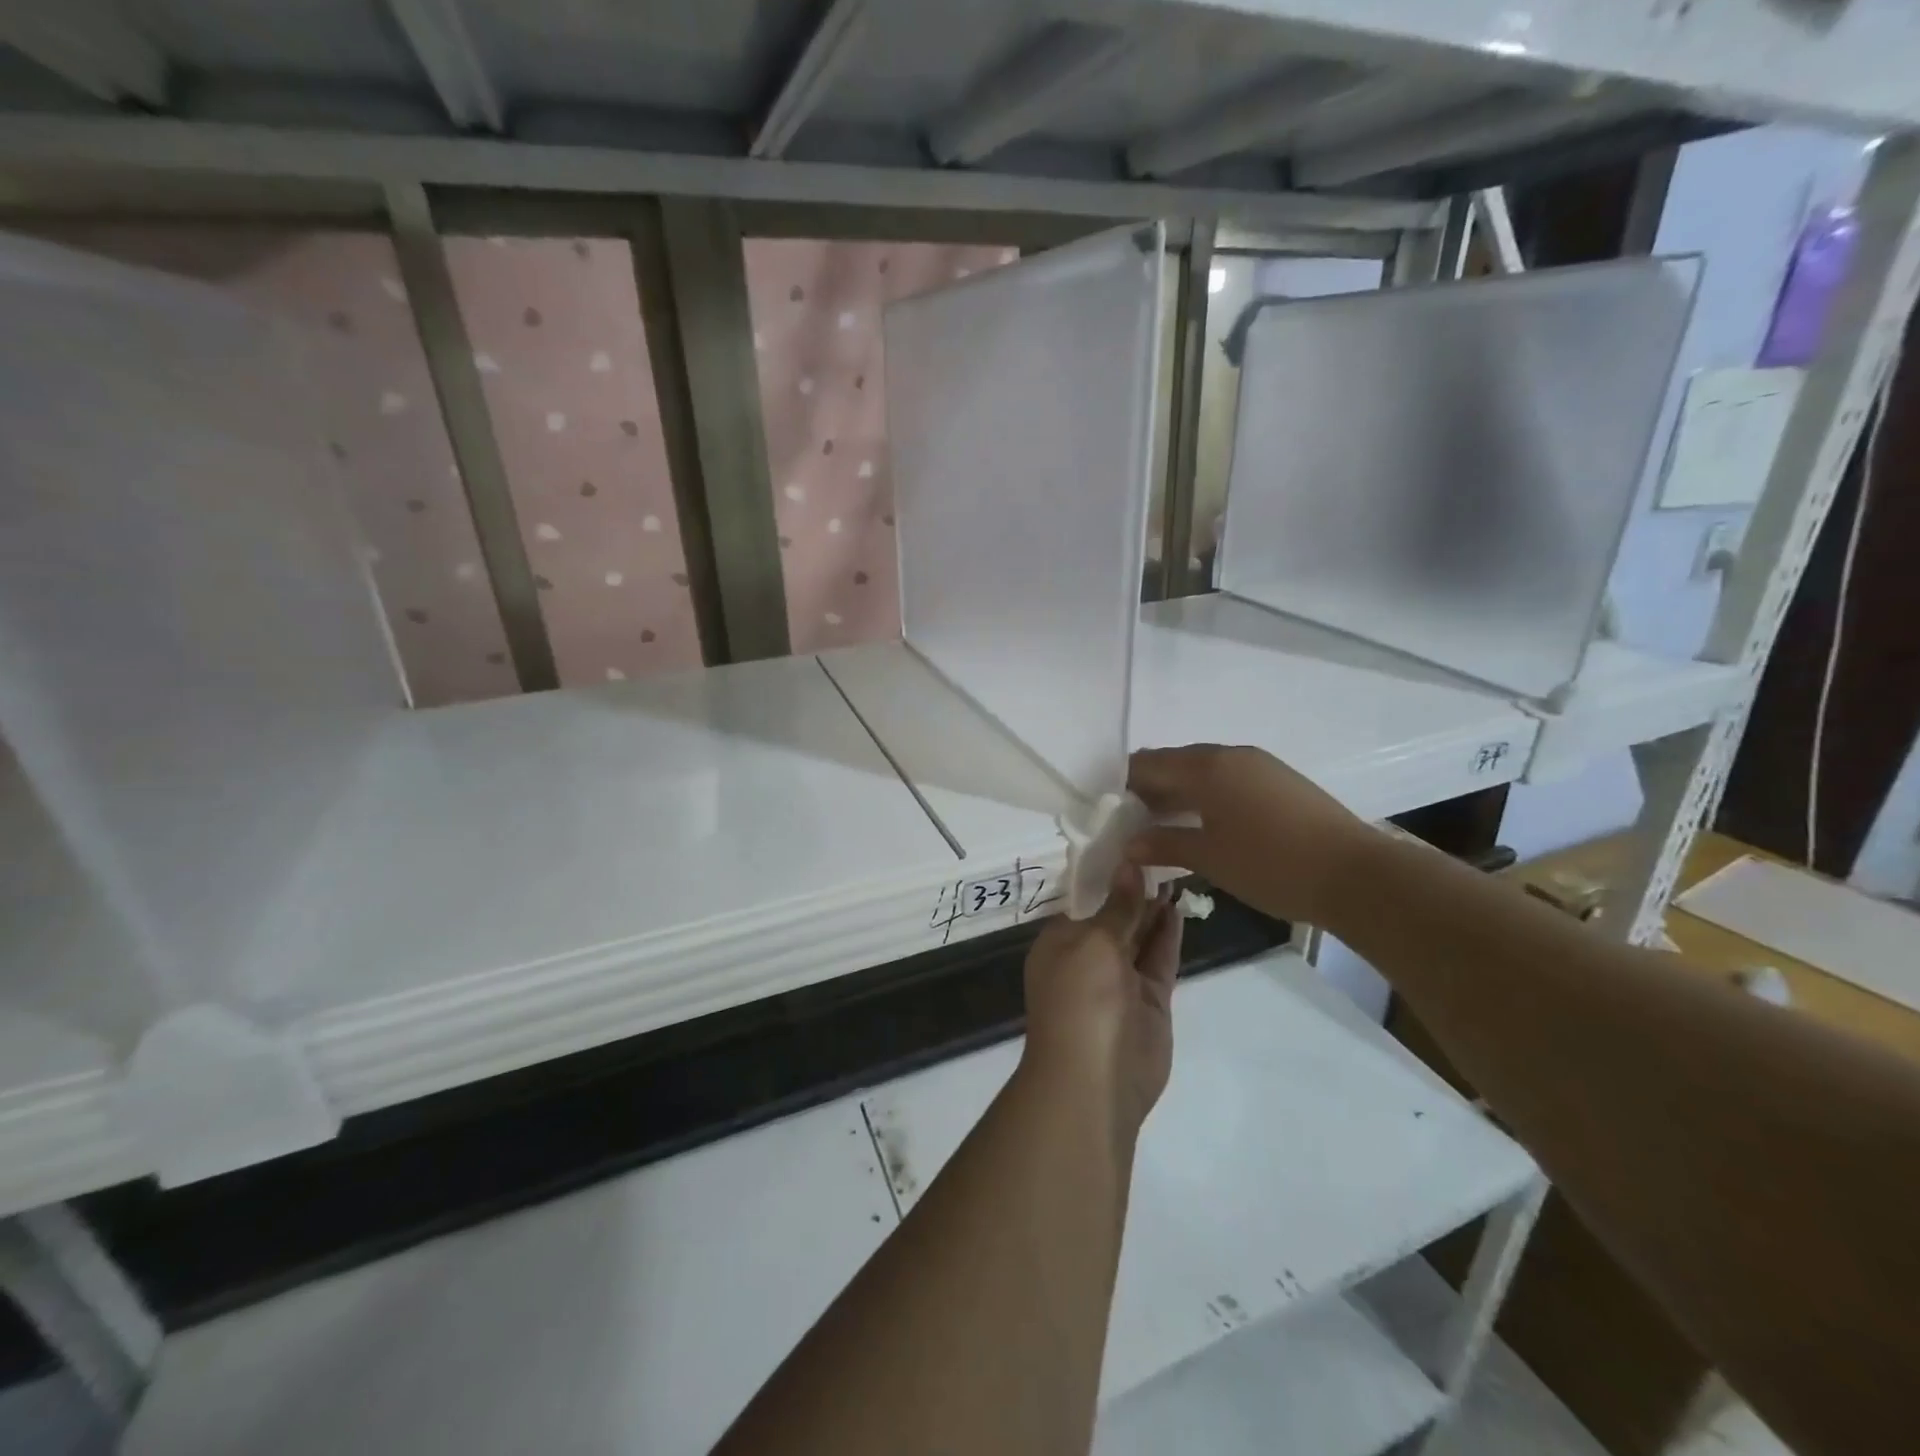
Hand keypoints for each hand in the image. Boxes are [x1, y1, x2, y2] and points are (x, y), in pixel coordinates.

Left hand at [1020, 870, 1181, 1141]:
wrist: (1095, 1079)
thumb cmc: (1081, 999)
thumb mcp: (1095, 943)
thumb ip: (1118, 906)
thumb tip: (1129, 865)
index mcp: (1060, 940)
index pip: (1083, 899)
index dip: (1106, 873)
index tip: (1130, 843)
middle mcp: (1087, 955)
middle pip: (1114, 914)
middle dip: (1134, 888)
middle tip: (1161, 849)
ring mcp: (1120, 978)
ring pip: (1140, 934)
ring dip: (1154, 907)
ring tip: (1176, 868)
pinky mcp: (1149, 998)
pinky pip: (1159, 957)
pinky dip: (1168, 933)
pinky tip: (1179, 905)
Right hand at [1126, 744, 1371, 925]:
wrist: (1355, 875)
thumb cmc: (1271, 864)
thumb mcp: (1209, 858)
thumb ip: (1163, 845)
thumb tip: (1128, 845)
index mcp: (1206, 767)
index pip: (1148, 764)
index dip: (1125, 784)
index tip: (1110, 810)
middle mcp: (1230, 755)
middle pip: (1175, 762)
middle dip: (1150, 787)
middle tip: (1133, 820)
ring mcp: (1259, 765)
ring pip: (1204, 769)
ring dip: (1179, 791)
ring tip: (1165, 824)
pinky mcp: (1280, 780)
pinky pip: (1228, 778)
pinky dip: (1207, 794)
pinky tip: (1205, 823)